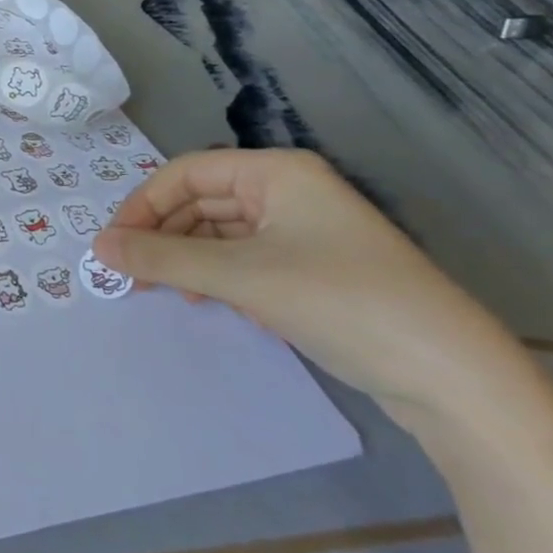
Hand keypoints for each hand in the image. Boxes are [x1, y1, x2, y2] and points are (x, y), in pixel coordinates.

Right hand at [94, 149, 525, 423]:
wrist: (455, 379)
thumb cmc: (339, 301)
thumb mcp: (240, 276)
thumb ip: (162, 258)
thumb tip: (98, 246)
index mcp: (276, 172)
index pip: (187, 173)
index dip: (143, 204)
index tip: (113, 244)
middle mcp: (290, 191)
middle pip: (203, 202)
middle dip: (164, 236)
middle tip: (132, 274)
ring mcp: (307, 232)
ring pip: (224, 234)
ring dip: (189, 260)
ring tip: (169, 293)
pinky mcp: (318, 271)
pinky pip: (249, 260)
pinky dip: (222, 278)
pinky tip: (217, 305)